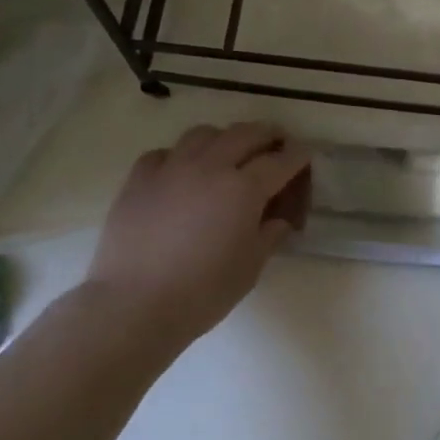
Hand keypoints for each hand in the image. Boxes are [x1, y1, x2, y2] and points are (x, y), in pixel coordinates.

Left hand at [83, 122, 310, 350]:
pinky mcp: (138, 179)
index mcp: (243, 188)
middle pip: (244, 134)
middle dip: (267, 134)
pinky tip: (182, 173)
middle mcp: (209, 167)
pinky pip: (165, 153)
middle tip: (276, 142)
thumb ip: (269, 235)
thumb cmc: (202, 292)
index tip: (305, 155)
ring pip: (203, 134)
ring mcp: (170, 168)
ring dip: (224, 138)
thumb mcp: (251, 267)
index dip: (297, 155)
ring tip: (229, 152)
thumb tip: (278, 219)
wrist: (134, 305)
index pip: (280, 161)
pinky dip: (181, 156)